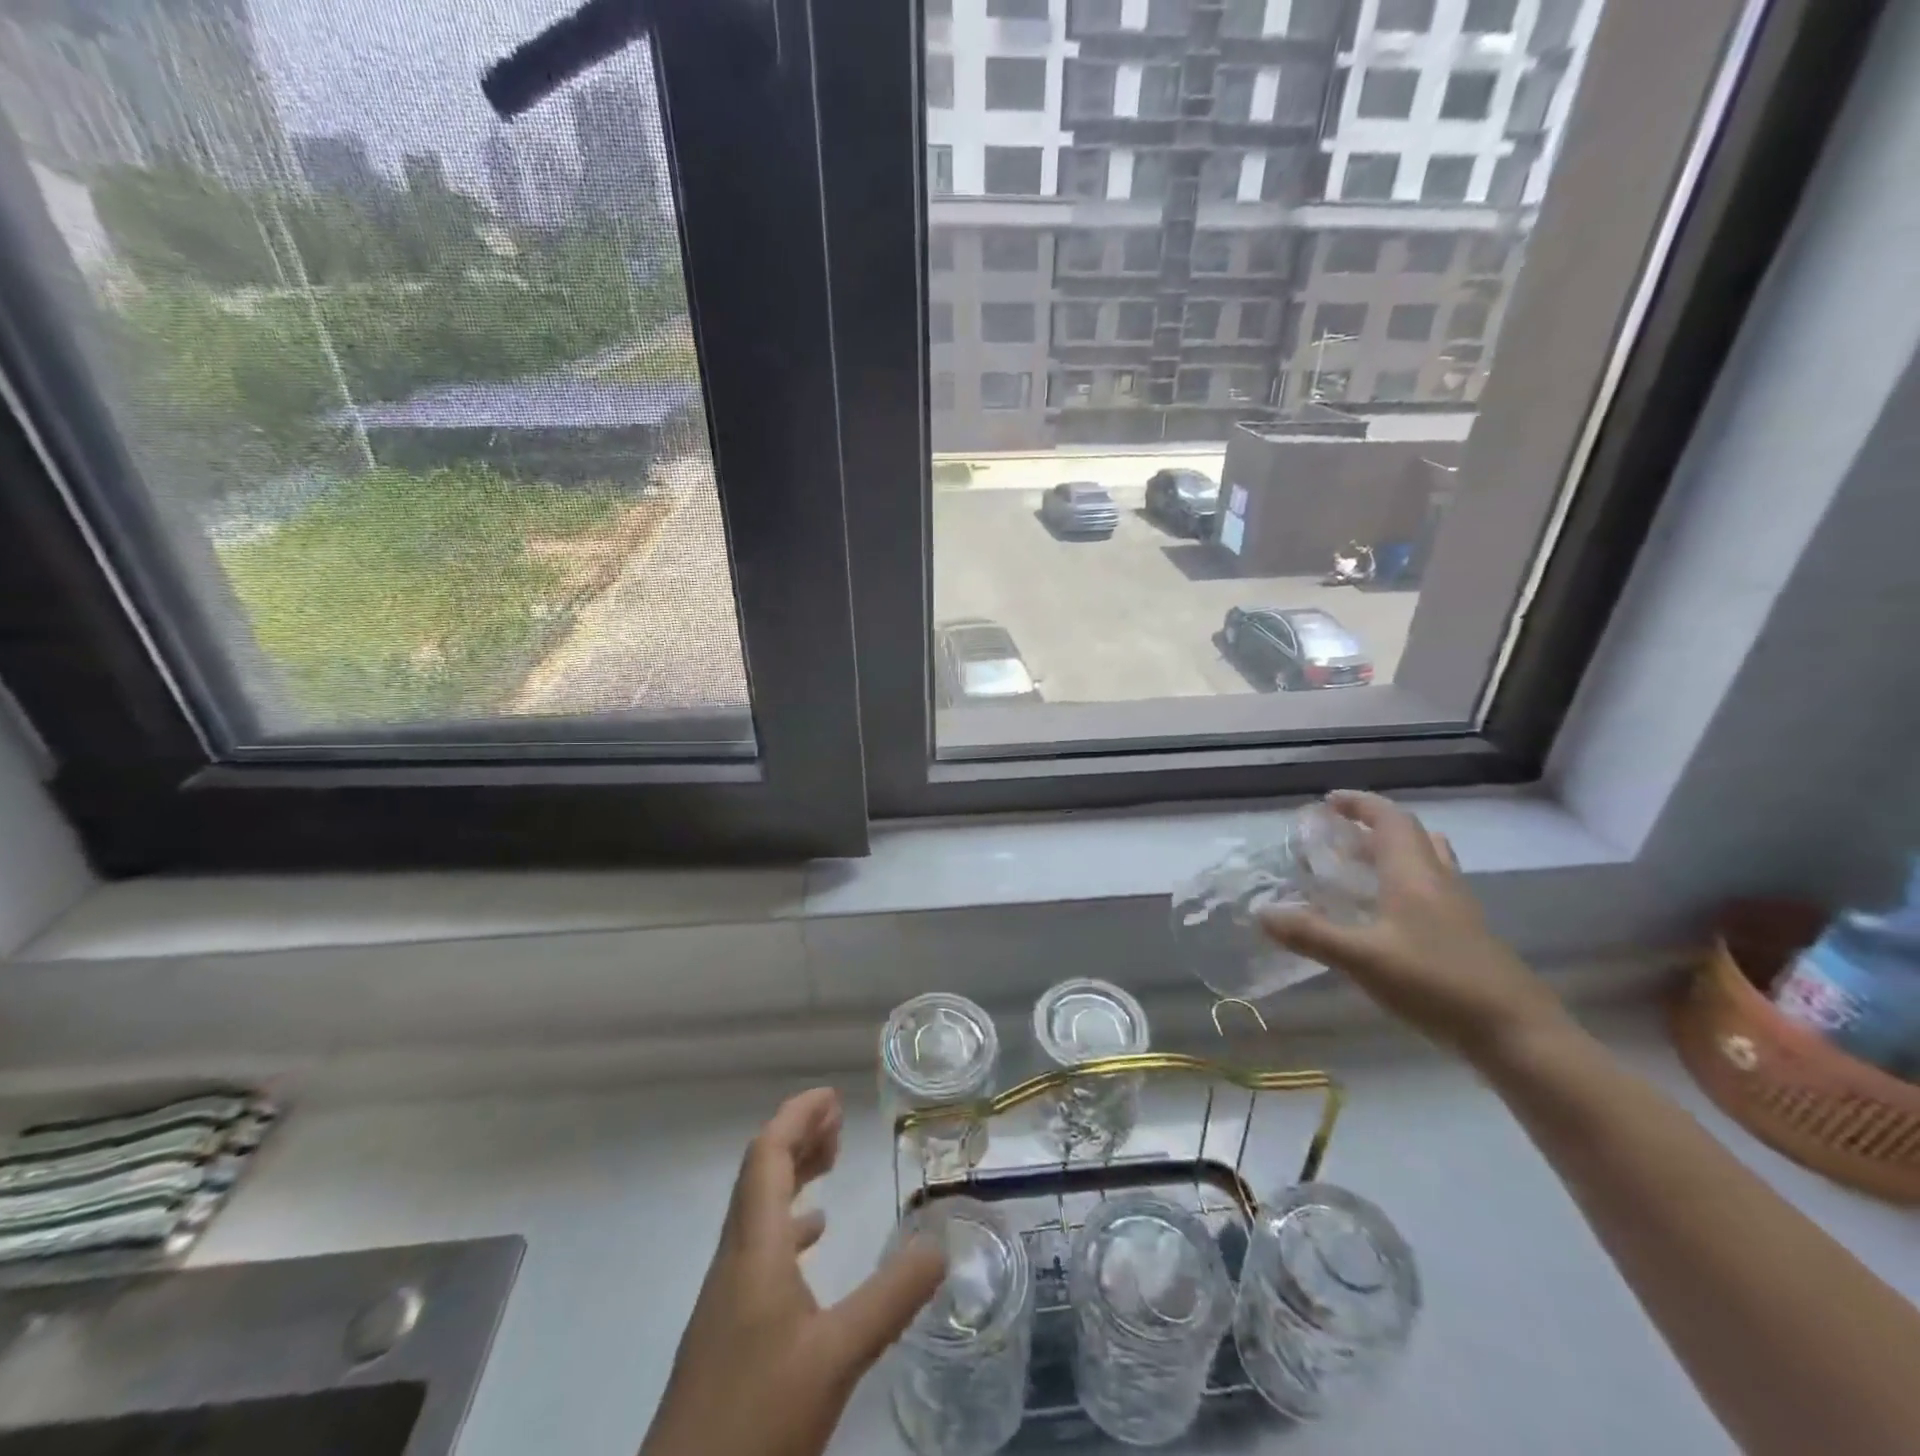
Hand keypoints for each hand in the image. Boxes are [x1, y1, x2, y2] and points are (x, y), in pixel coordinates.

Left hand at [640, 1088, 946, 1455]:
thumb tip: (940, 1244)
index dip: (796, 1117)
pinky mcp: (728, 1330)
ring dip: (793, 1176)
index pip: (767, 1156)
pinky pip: (760, 1248)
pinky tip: (812, 1242)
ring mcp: (727, 1296)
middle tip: (839, 1121)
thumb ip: (890, 1298)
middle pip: (760, 1175)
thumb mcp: (837, 1357)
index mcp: (754, 1249)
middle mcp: (735, 1260)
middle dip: (798, 1138)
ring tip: (832, 1162)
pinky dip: (789, 1225)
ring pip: (759, 1210)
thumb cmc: (756, 1420)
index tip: (832, 1096)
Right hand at [1260, 791, 1571, 1064]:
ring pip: (1426, 862)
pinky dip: (1403, 884)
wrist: (1518, 1035)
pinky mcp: (1467, 936)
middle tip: (1335, 836)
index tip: (1328, 801)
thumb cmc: (1436, 984)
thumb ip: (1310, 934)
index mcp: (1414, 874)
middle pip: (1410, 836)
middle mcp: (1439, 881)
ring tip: (1358, 867)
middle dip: (1371, 827)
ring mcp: (1459, 909)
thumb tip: (1261, 913)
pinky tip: (1384, 916)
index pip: (1389, 819)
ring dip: (1391, 853)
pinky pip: (1431, 890)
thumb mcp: (1362, 959)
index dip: (1360, 804)